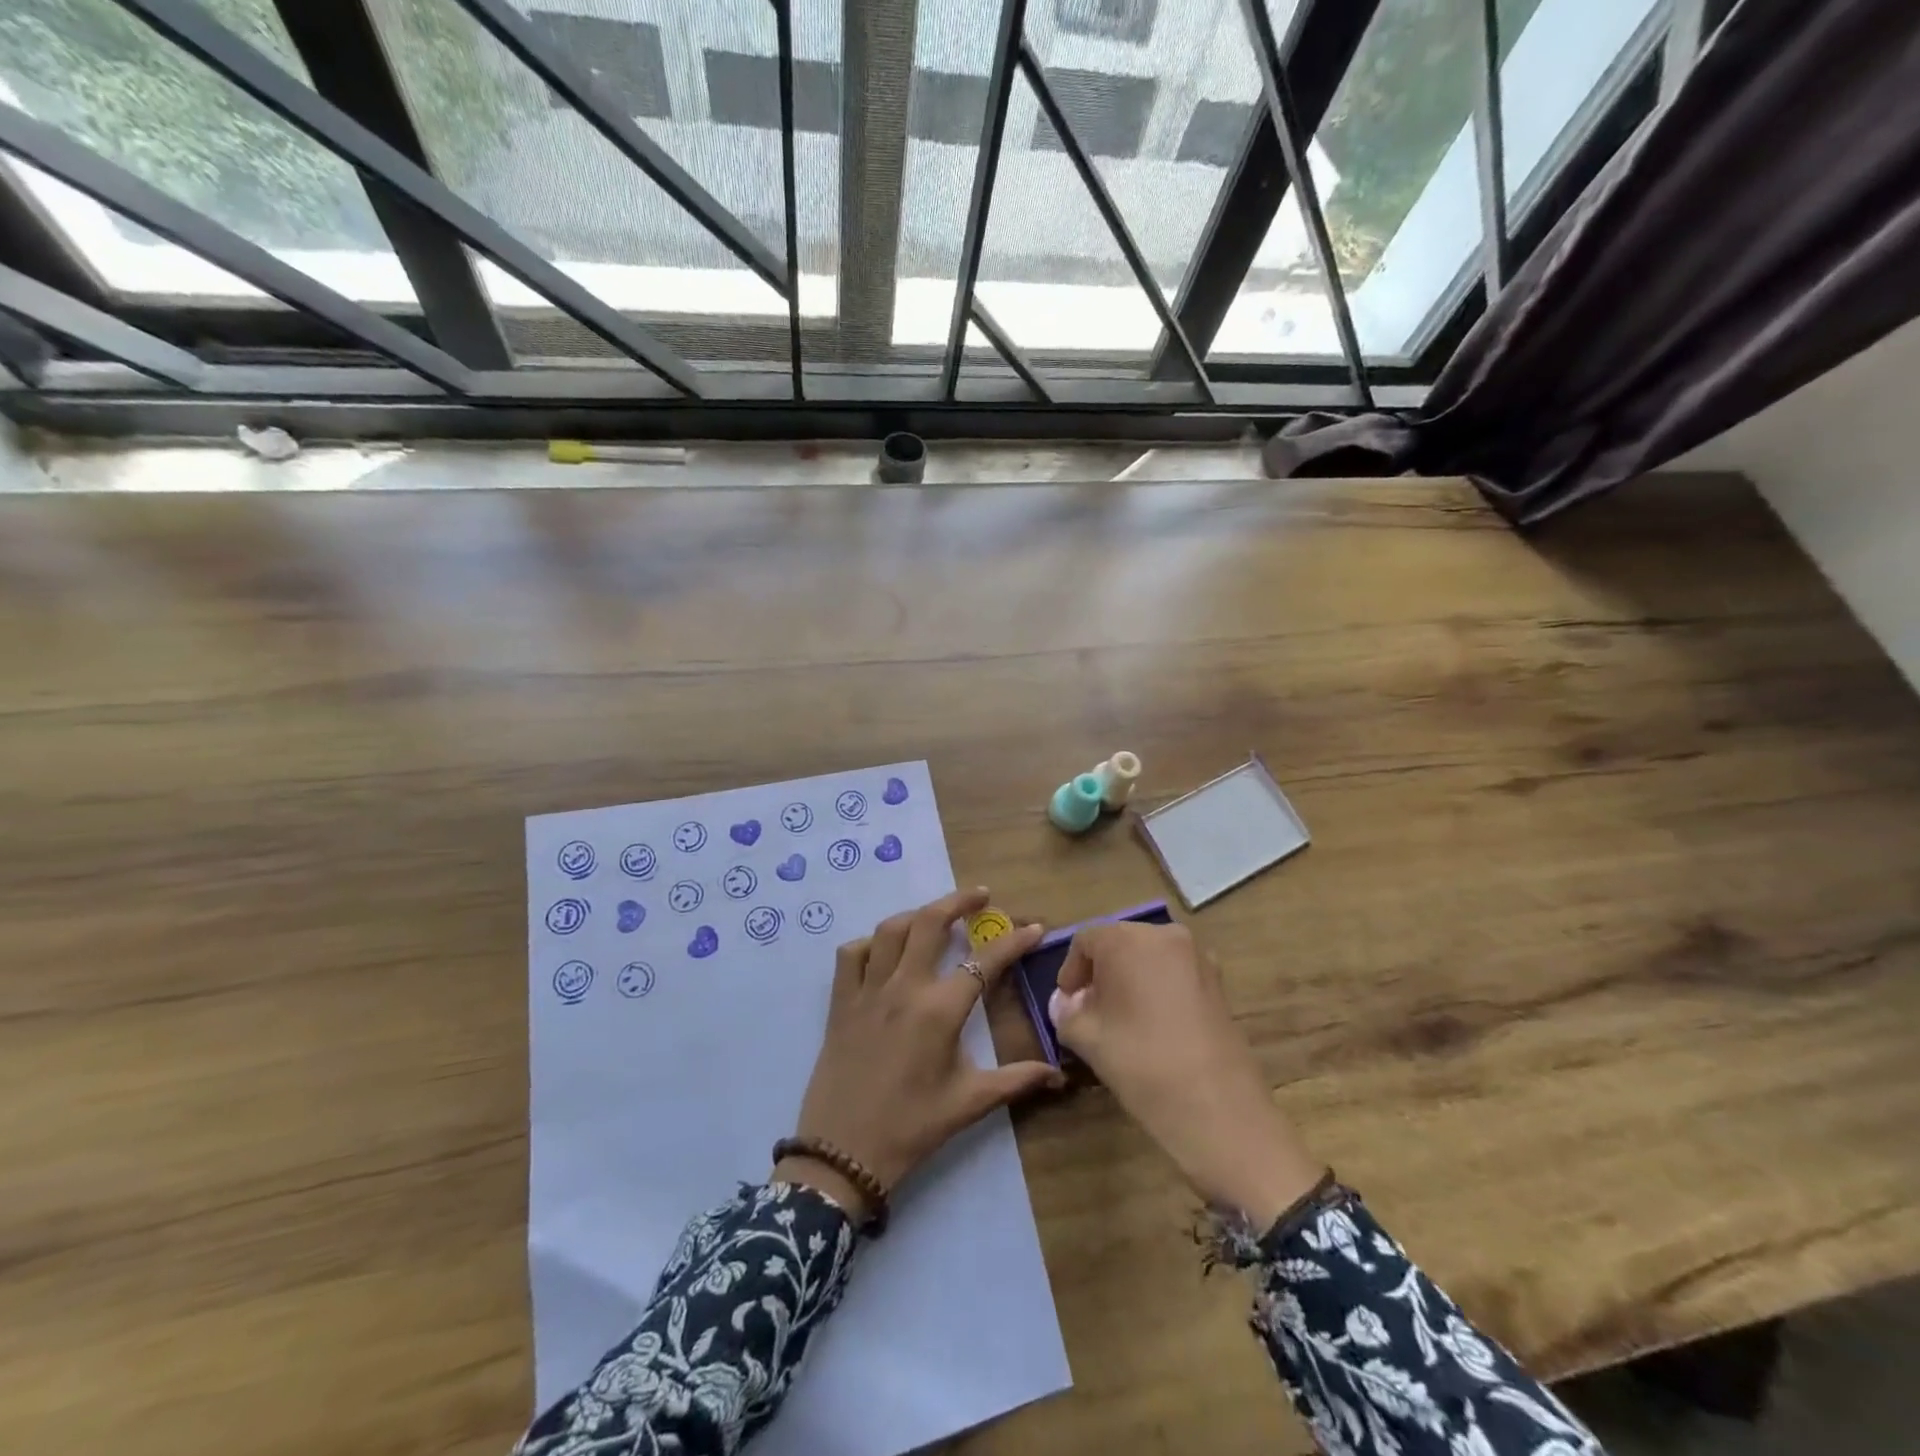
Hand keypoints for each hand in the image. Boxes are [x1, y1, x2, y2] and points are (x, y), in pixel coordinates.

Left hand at [776, 888, 1065, 1220]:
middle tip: (980, 896)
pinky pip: (851, 955)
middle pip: (930, 923)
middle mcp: (904, 988)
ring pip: (890, 930)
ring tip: (936, 918)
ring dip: (917, 915)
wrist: (843, 1155)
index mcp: (940, 1011)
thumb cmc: (911, 1128)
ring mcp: (868, 991)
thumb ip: (1016, 1080)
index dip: (1014, 942)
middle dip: (958, 901)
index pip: (985, 961)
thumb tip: (1059, 1074)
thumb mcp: (969, 1103)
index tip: (1034, 928)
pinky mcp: (841, 1003)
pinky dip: (869, 943)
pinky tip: (883, 952)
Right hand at [1050, 922, 1322, 1225]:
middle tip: (1090, 1011)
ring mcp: (1198, 957)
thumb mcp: (1087, 1039)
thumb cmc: (1140, 1062)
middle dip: (1101, 973)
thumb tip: (1066, 1003)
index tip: (1067, 1003)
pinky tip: (1154, 1027)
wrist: (1218, 1109)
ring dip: (1131, 980)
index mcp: (1127, 939)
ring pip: (1150, 958)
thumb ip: (1066, 1013)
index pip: (1086, 941)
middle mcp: (1165, 935)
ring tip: (1122, 1020)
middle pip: (1120, 943)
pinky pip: (1175, 974)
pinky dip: (1158, 989)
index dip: (1071, 971)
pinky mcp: (1218, 982)